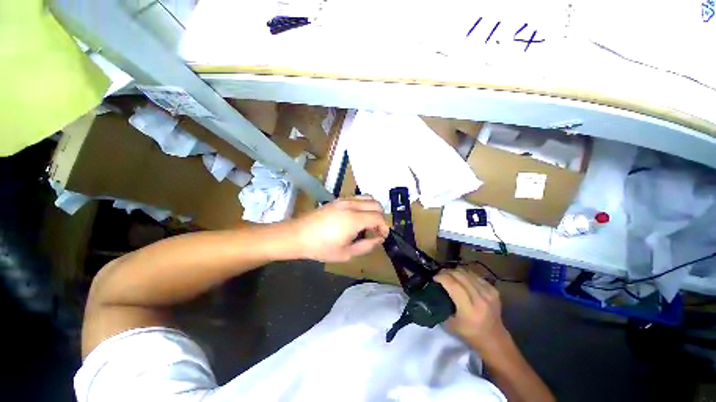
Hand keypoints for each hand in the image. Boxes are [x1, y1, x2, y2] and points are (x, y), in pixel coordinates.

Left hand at [292, 196, 389, 261]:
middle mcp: (351, 205)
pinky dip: (364, 205)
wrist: (298, 235)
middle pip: (376, 204)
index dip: (384, 227)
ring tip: (368, 223)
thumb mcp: (346, 253)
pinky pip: (358, 198)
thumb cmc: (321, 247)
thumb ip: (367, 246)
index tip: (382, 236)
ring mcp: (344, 200)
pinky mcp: (338, 199)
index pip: (379, 217)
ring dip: (373, 209)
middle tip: (376, 230)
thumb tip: (379, 238)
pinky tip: (357, 217)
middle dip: (381, 217)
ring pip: (368, 197)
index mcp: (354, 219)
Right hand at [435, 269, 506, 350]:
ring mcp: (489, 293)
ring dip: (455, 271)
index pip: (453, 285)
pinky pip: (475, 275)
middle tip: (439, 274)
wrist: (495, 340)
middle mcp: (480, 299)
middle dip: (447, 272)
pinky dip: (466, 274)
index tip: (433, 277)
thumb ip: (441, 308)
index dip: (441, 277)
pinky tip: (461, 278)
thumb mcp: (450, 325)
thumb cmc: (470, 334)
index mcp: (469, 310)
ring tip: (449, 275)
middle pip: (460, 276)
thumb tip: (432, 292)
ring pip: (467, 273)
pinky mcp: (494, 290)